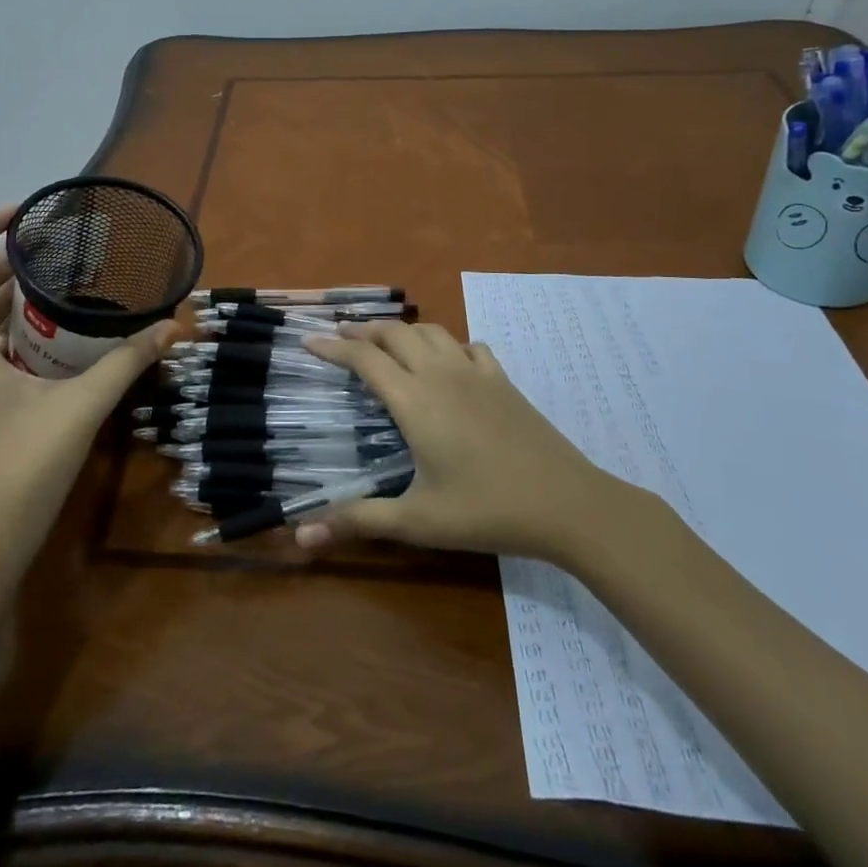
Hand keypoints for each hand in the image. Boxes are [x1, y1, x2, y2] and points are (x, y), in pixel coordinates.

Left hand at [0, 207, 174, 577]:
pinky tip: (60, 330)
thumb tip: (170, 326)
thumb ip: (126, 363)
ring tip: (60, 275)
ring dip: (12, 293)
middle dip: (4, 260)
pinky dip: (20, 325)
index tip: (19, 215)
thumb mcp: (81, 407)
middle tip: (54, 243)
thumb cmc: (23, 469)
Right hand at [299, 322, 653, 561]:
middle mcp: (440, 374)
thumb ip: (359, 520)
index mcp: (415, 400)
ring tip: (385, 342)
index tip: (308, 340)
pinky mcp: (503, 380)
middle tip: (341, 337)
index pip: (364, 359)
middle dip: (363, 330)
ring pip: (431, 331)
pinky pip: (469, 346)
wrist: (566, 503)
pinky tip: (447, 361)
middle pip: (395, 333)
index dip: (333, 347)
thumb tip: (301, 537)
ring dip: (401, 330)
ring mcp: (476, 373)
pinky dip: (447, 344)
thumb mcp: (417, 521)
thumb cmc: (486, 510)